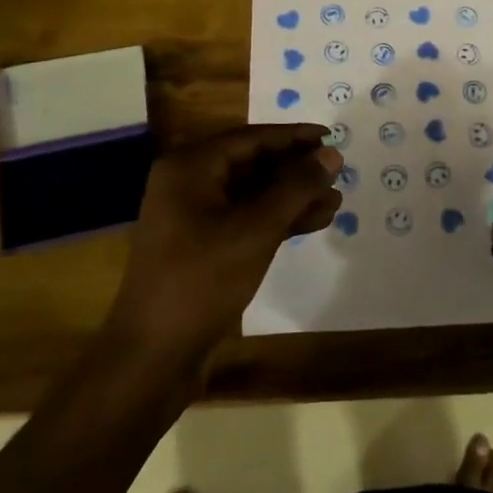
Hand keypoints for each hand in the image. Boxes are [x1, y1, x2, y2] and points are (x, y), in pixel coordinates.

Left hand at [110, 124, 341, 353]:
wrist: (154, 356)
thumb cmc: (202, 280)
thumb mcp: (256, 229)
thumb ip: (296, 188)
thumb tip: (332, 155)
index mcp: (190, 167)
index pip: (251, 138)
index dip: (294, 137)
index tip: (331, 137)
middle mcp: (189, 184)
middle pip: (253, 164)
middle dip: (297, 170)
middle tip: (338, 173)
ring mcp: (195, 217)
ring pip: (253, 194)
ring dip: (293, 197)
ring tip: (336, 202)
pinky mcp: (204, 246)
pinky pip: (247, 219)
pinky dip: (278, 220)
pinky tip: (314, 223)